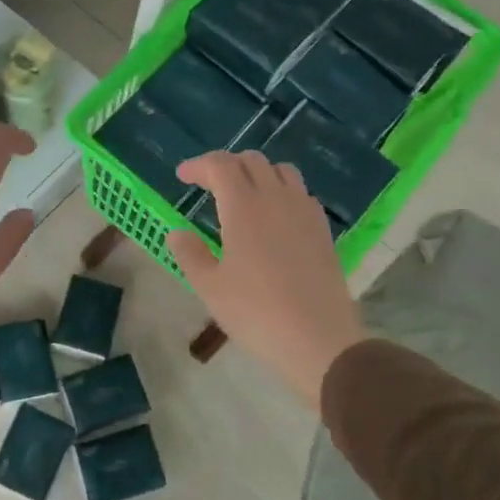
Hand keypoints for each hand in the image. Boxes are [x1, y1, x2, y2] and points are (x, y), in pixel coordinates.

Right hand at [165, 151, 366, 410]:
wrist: (319, 338)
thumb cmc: (256, 312)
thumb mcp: (210, 288)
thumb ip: (189, 254)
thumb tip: (177, 232)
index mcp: (243, 207)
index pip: (220, 165)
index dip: (199, 165)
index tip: (182, 177)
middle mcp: (276, 198)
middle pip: (251, 160)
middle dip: (226, 165)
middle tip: (208, 185)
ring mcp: (304, 211)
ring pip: (281, 171)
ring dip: (257, 173)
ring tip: (243, 195)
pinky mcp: (322, 229)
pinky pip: (300, 192)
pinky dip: (281, 191)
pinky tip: (274, 217)